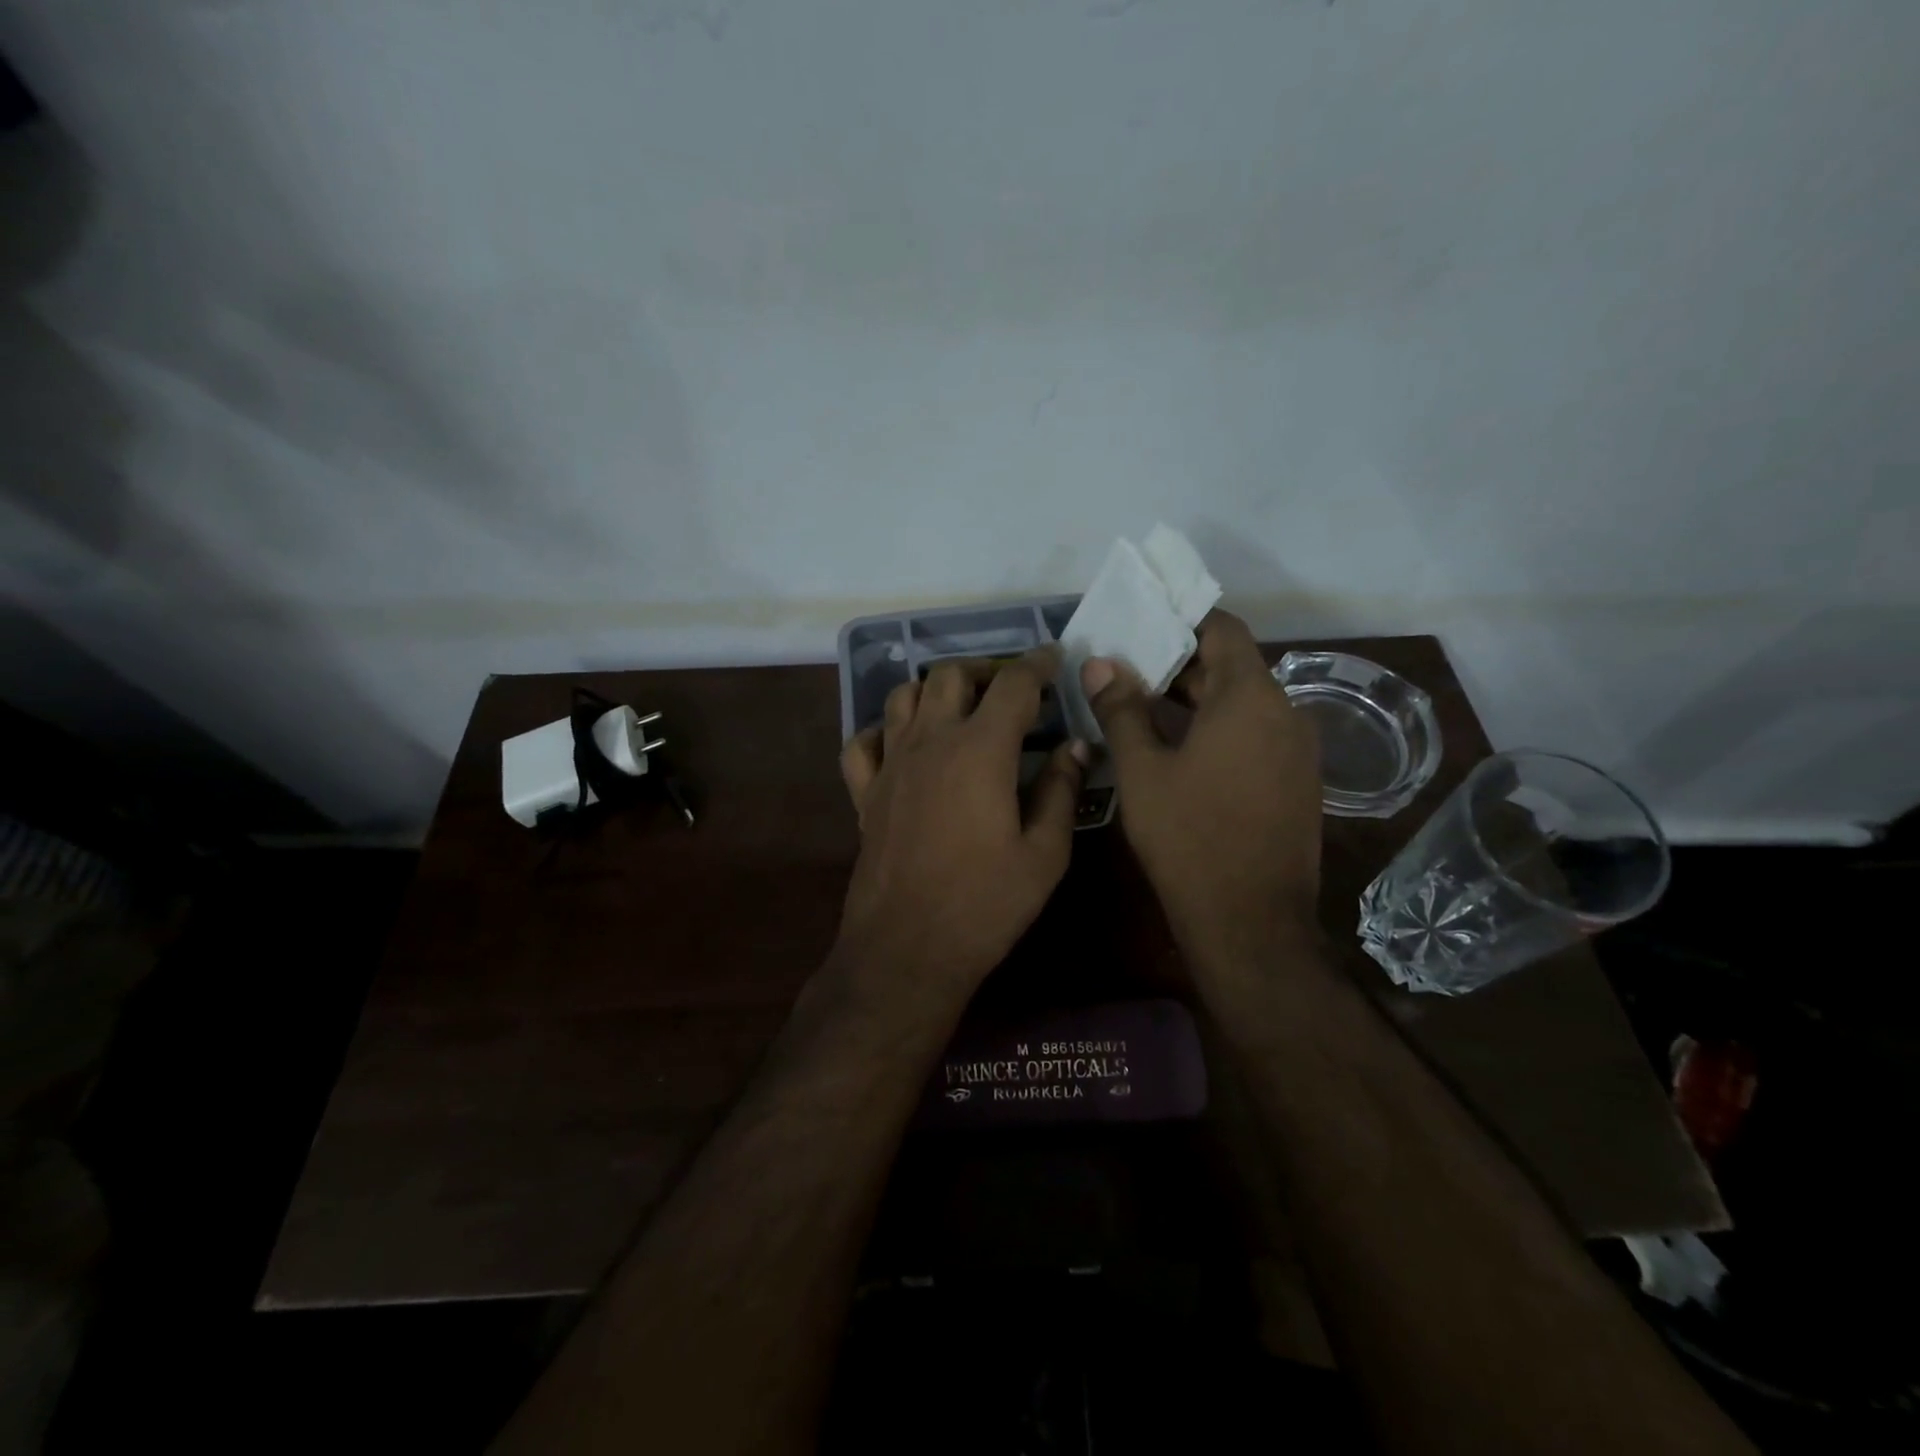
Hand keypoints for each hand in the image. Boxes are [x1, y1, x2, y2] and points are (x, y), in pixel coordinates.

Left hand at [838, 648, 1086, 999]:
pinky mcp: (865, 792)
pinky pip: (864, 741)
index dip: (1038, 664)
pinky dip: (885, 730)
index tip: (1055, 658)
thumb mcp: (1044, 854)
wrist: (907, 949)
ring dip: (935, 691)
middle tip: (1011, 694)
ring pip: (904, 696)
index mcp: (980, 750)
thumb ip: (1062, 791)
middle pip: (952, 675)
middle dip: (986, 672)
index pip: (1014, 684)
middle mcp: (930, 741)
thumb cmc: (985, 904)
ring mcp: (891, 764)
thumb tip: (1077, 747)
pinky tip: (904, 745)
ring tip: (961, 712)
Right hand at [1080, 611, 1321, 962]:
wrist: (1250, 922)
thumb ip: (1121, 709)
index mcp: (1251, 698)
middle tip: (1124, 668)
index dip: (1181, 621)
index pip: (1223, 629)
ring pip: (1242, 703)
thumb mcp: (1142, 770)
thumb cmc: (1189, 837)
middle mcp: (1286, 713)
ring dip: (1195, 698)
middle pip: (1231, 666)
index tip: (1139, 625)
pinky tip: (1176, 749)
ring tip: (1140, 706)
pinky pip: (1254, 735)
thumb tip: (1098, 664)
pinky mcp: (1296, 782)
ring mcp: (1297, 751)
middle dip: (1178, 663)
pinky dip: (1217, 728)